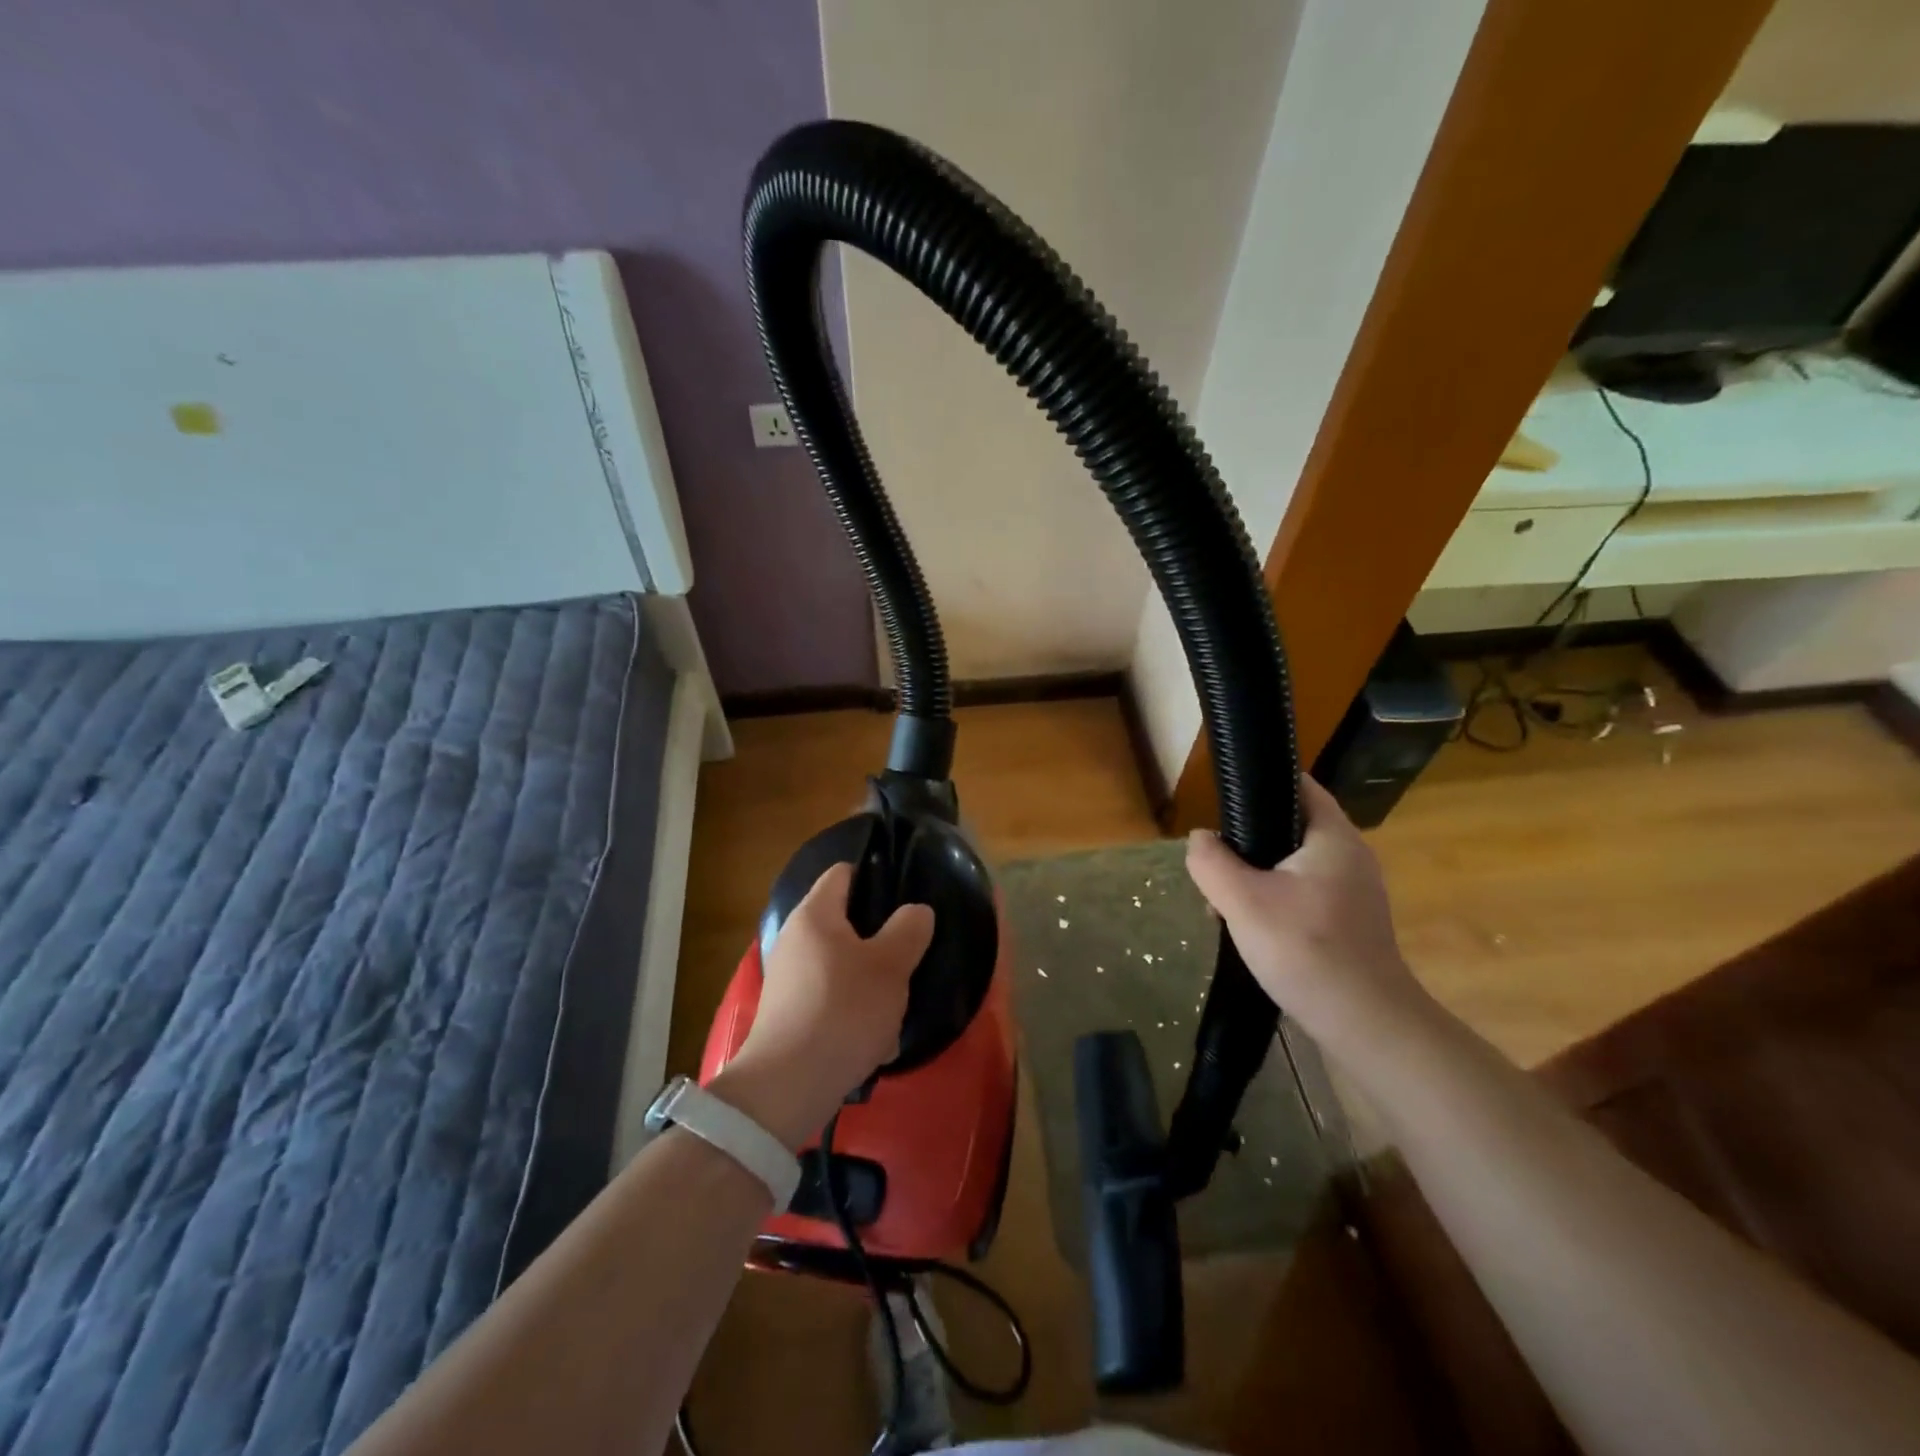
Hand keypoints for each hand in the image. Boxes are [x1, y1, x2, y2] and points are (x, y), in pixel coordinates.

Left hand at [713, 862, 934, 1151]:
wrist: (788, 1086)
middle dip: (880, 939)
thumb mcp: (890, 966)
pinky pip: (831, 1000)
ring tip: (896, 1006)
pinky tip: (874, 1041)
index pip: (843, 873)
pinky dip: (854, 1013)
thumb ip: (909, 930)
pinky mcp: (789, 1015)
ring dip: (871, 982)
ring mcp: (788, 979)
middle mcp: (795, 939)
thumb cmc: (843, 1011)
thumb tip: (916, 911)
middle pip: (845, 922)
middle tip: (908, 955)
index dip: (876, 876)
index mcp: (815, 914)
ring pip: (843, 966)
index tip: (905, 898)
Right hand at [1185, 775, 1431, 1056]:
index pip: (1298, 784)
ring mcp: (1353, 891)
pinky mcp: (1349, 922)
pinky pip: (1302, 894)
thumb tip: (1200, 839)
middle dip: (1246, 844)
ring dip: (1254, 878)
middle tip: (1215, 868)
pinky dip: (1273, 901)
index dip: (1259, 783)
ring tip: (1224, 906)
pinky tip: (1252, 930)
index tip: (1221, 800)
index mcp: (1333, 837)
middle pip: (1288, 827)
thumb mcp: (1242, 901)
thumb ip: (1212, 862)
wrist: (1366, 1024)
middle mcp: (1350, 856)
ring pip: (1291, 865)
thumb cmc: (1306, 950)